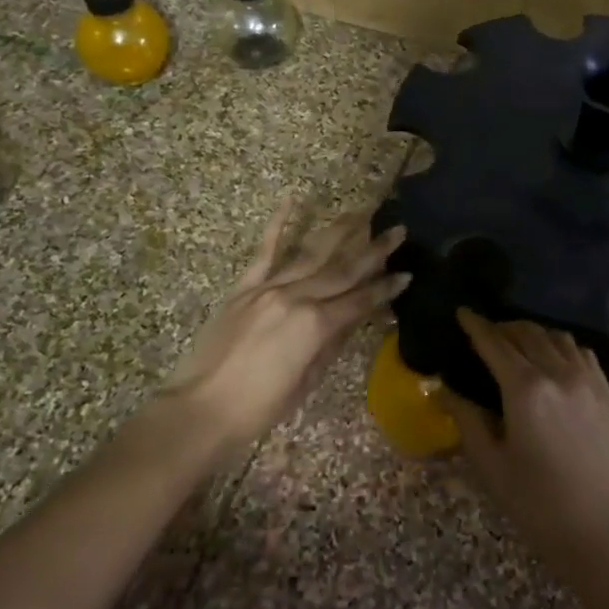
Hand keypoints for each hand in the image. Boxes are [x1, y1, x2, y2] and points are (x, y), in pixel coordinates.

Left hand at [169, 201, 406, 448]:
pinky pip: (264, 251)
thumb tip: (352, 318)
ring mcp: (268, 288)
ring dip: (339, 231)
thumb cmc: (259, 408)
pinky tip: (291, 199)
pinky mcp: (244, 288)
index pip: (360, 300)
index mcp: (316, 325)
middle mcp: (297, 297)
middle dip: (374, 250)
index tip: (407, 273)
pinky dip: (278, 224)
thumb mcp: (307, 380)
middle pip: (343, 269)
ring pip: (311, 253)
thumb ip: (331, 344)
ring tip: (361, 212)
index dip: (386, 288)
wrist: (201, 409)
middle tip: (398, 230)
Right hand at [446, 311, 608, 593]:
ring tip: (516, 343)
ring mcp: (589, 380)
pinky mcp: (608, 393)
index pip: (494, 343)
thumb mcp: (493, 467)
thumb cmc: (541, 507)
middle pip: (526, 333)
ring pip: (556, 337)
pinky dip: (560, 345)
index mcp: (526, 389)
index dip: (475, 325)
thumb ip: (468, 420)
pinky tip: (553, 358)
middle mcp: (559, 373)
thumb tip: (445, 389)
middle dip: (502, 327)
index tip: (462, 312)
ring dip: (531, 332)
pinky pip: (581, 352)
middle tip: (484, 333)